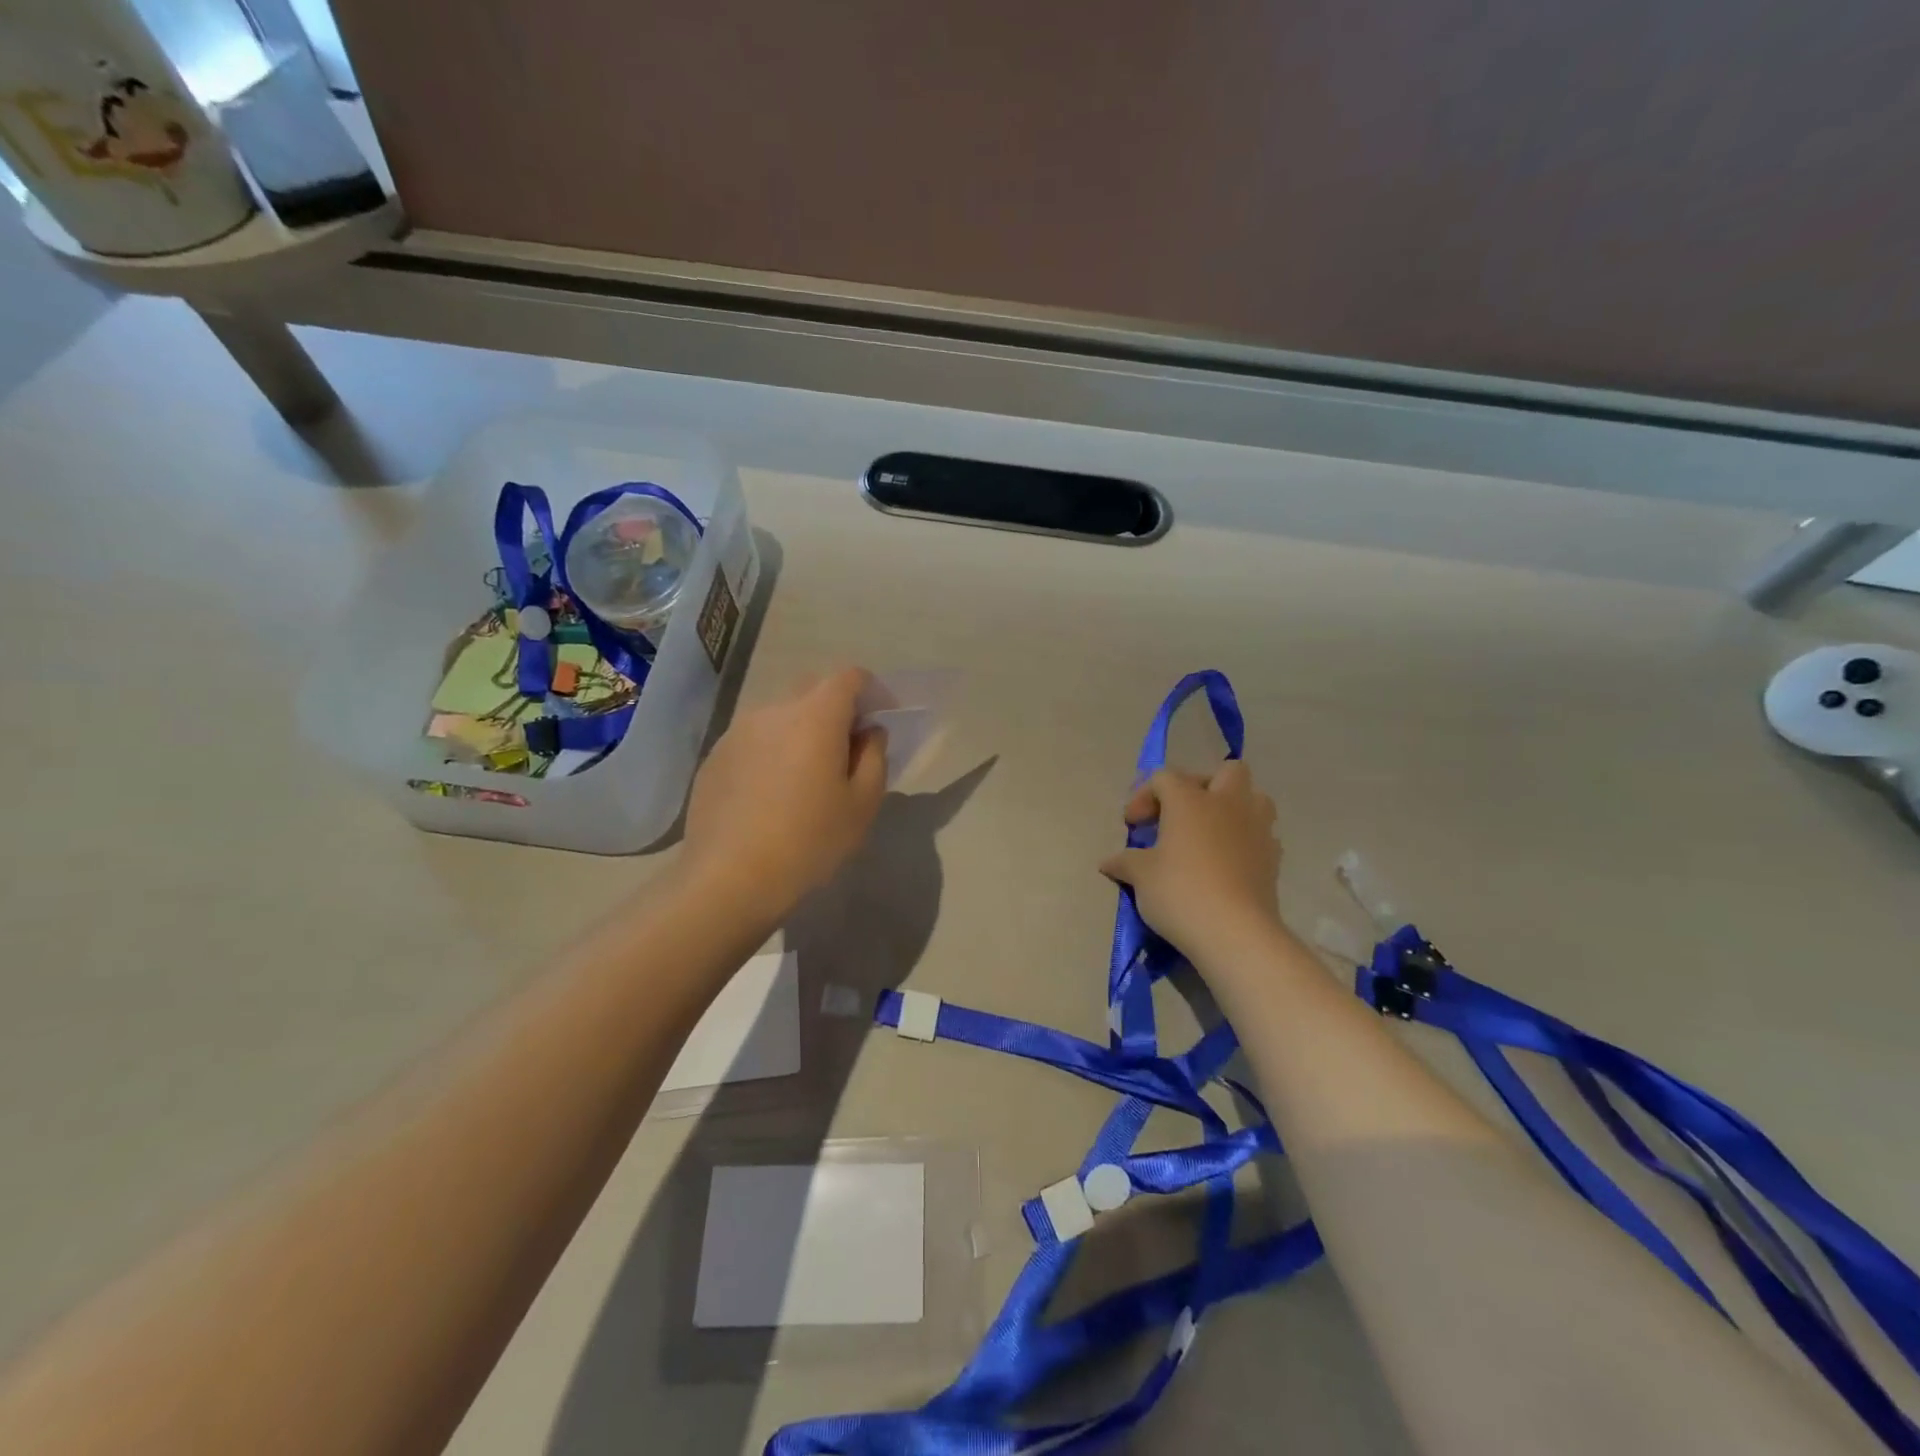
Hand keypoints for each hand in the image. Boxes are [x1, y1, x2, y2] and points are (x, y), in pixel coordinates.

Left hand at [682, 667, 887, 919]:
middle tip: (848, 749)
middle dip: (837, 708)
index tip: (881, 720)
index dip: (872, 691)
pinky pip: (754, 739)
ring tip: (807, 774)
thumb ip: (874, 757)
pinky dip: (773, 751)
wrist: (728, 879)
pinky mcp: (715, 757)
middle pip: (813, 689)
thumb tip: (868, 732)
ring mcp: (737, 732)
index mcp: (815, 716)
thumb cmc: (809, 841)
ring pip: (781, 715)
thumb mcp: (863, 804)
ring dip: (802, 730)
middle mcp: (773, 711)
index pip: (850, 677)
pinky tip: (772, 793)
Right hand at [1099, 762, 1285, 966]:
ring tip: (1211, 833)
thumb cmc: (1180, 892)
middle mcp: (1227, 804)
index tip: (1133, 825)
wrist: (1235, 932)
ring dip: (1234, 808)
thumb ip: (1125, 862)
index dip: (1144, 796)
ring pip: (1254, 798)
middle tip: (1182, 814)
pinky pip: (1261, 834)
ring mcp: (1257, 829)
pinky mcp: (1273, 858)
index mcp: (1189, 800)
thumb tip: (1109, 862)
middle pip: (1226, 771)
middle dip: (1203, 785)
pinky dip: (1245, 840)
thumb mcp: (1140, 876)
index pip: (1164, 778)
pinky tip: (1228, 863)